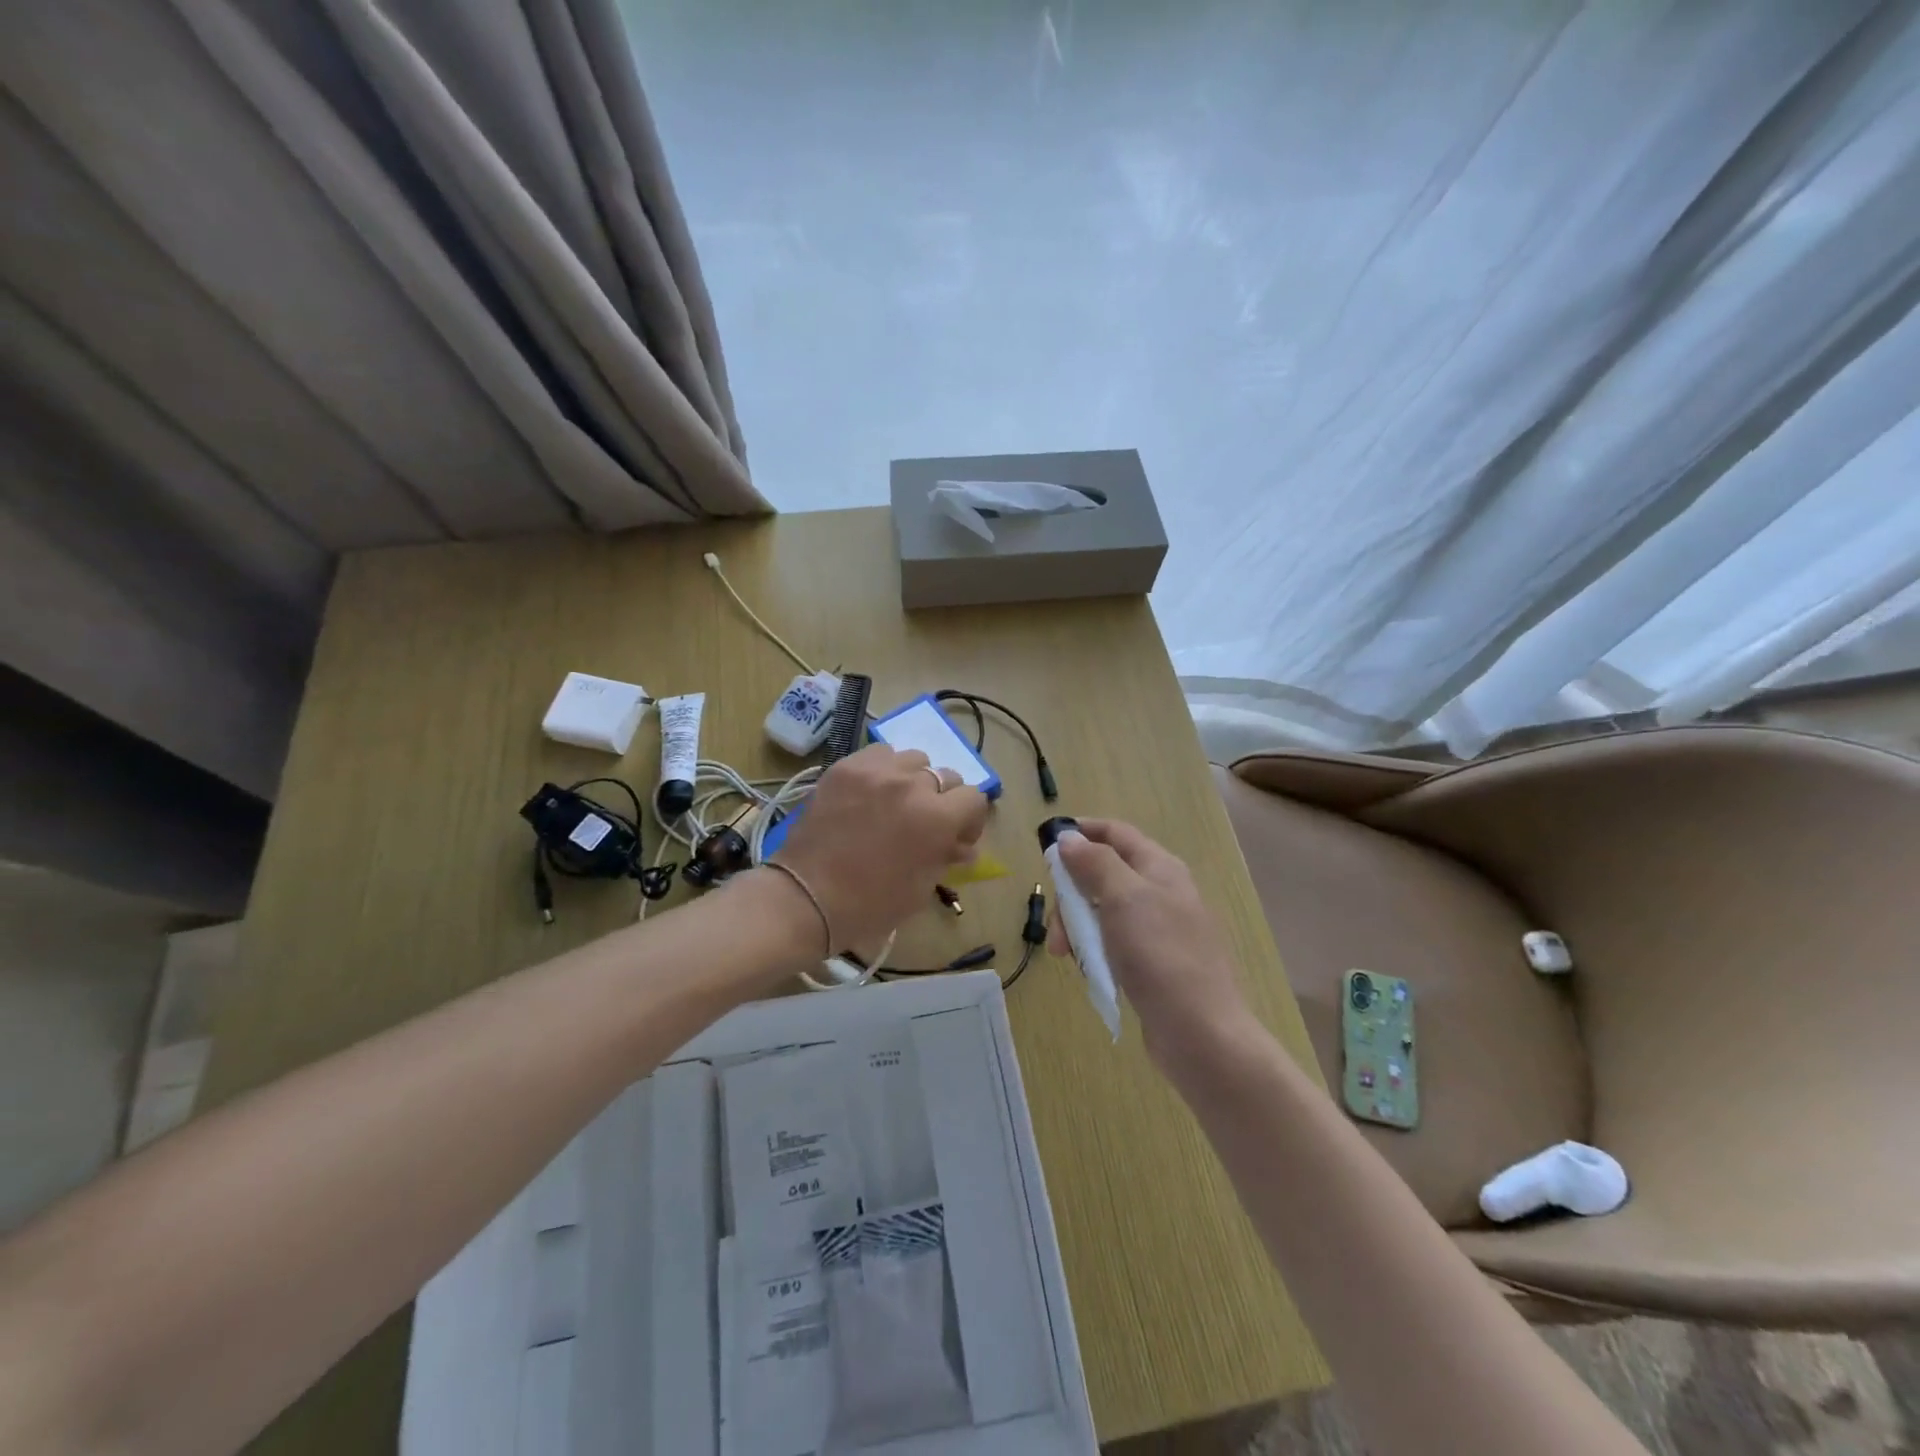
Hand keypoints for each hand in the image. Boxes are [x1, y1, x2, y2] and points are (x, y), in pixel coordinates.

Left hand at [772, 744, 988, 952]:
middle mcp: (912, 784)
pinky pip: (879, 754)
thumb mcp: (921, 887)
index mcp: (937, 818)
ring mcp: (876, 771)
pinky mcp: (845, 767)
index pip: (974, 798)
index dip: (970, 819)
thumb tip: (963, 846)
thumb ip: (946, 857)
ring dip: (914, 779)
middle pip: (946, 776)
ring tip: (897, 802)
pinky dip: (883, 770)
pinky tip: (871, 792)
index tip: (957, 837)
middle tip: (925, 823)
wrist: (806, 898)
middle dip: (943, 800)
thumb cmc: (870, 904)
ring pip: (914, 759)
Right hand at [1049, 819, 1254, 1068]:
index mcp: (1159, 868)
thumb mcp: (1123, 898)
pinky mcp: (1154, 962)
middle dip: (1072, 893)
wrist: (1200, 1032)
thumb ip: (1095, 863)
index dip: (1082, 832)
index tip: (1047, 845)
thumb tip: (1069, 837)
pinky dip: (1095, 949)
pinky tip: (1089, 969)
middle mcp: (1161, 891)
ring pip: (1104, 911)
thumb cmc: (1160, 955)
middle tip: (1056, 924)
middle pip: (1104, 874)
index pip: (1115, 833)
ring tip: (1066, 955)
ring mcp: (1159, 929)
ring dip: (1078, 925)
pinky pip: (1113, 942)